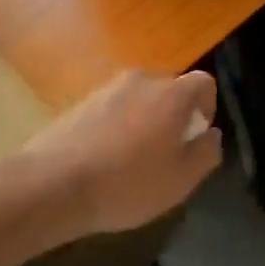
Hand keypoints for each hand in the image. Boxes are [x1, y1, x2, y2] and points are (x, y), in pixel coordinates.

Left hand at [24, 70, 221, 238]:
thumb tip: (211, 135)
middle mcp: (142, 80)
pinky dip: (117, 127)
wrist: (53, 185)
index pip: (204, 83)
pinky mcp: (81, 102)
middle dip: (174, 116)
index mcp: (172, 94)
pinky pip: (113, 109)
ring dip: (145, 121)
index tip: (195, 138)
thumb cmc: (127, 184)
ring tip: (133, 160)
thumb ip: (206, 153)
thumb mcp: (181, 180)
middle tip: (166, 154)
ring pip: (140, 99)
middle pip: (170, 89)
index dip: (207, 108)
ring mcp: (107, 88)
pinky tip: (105, 160)